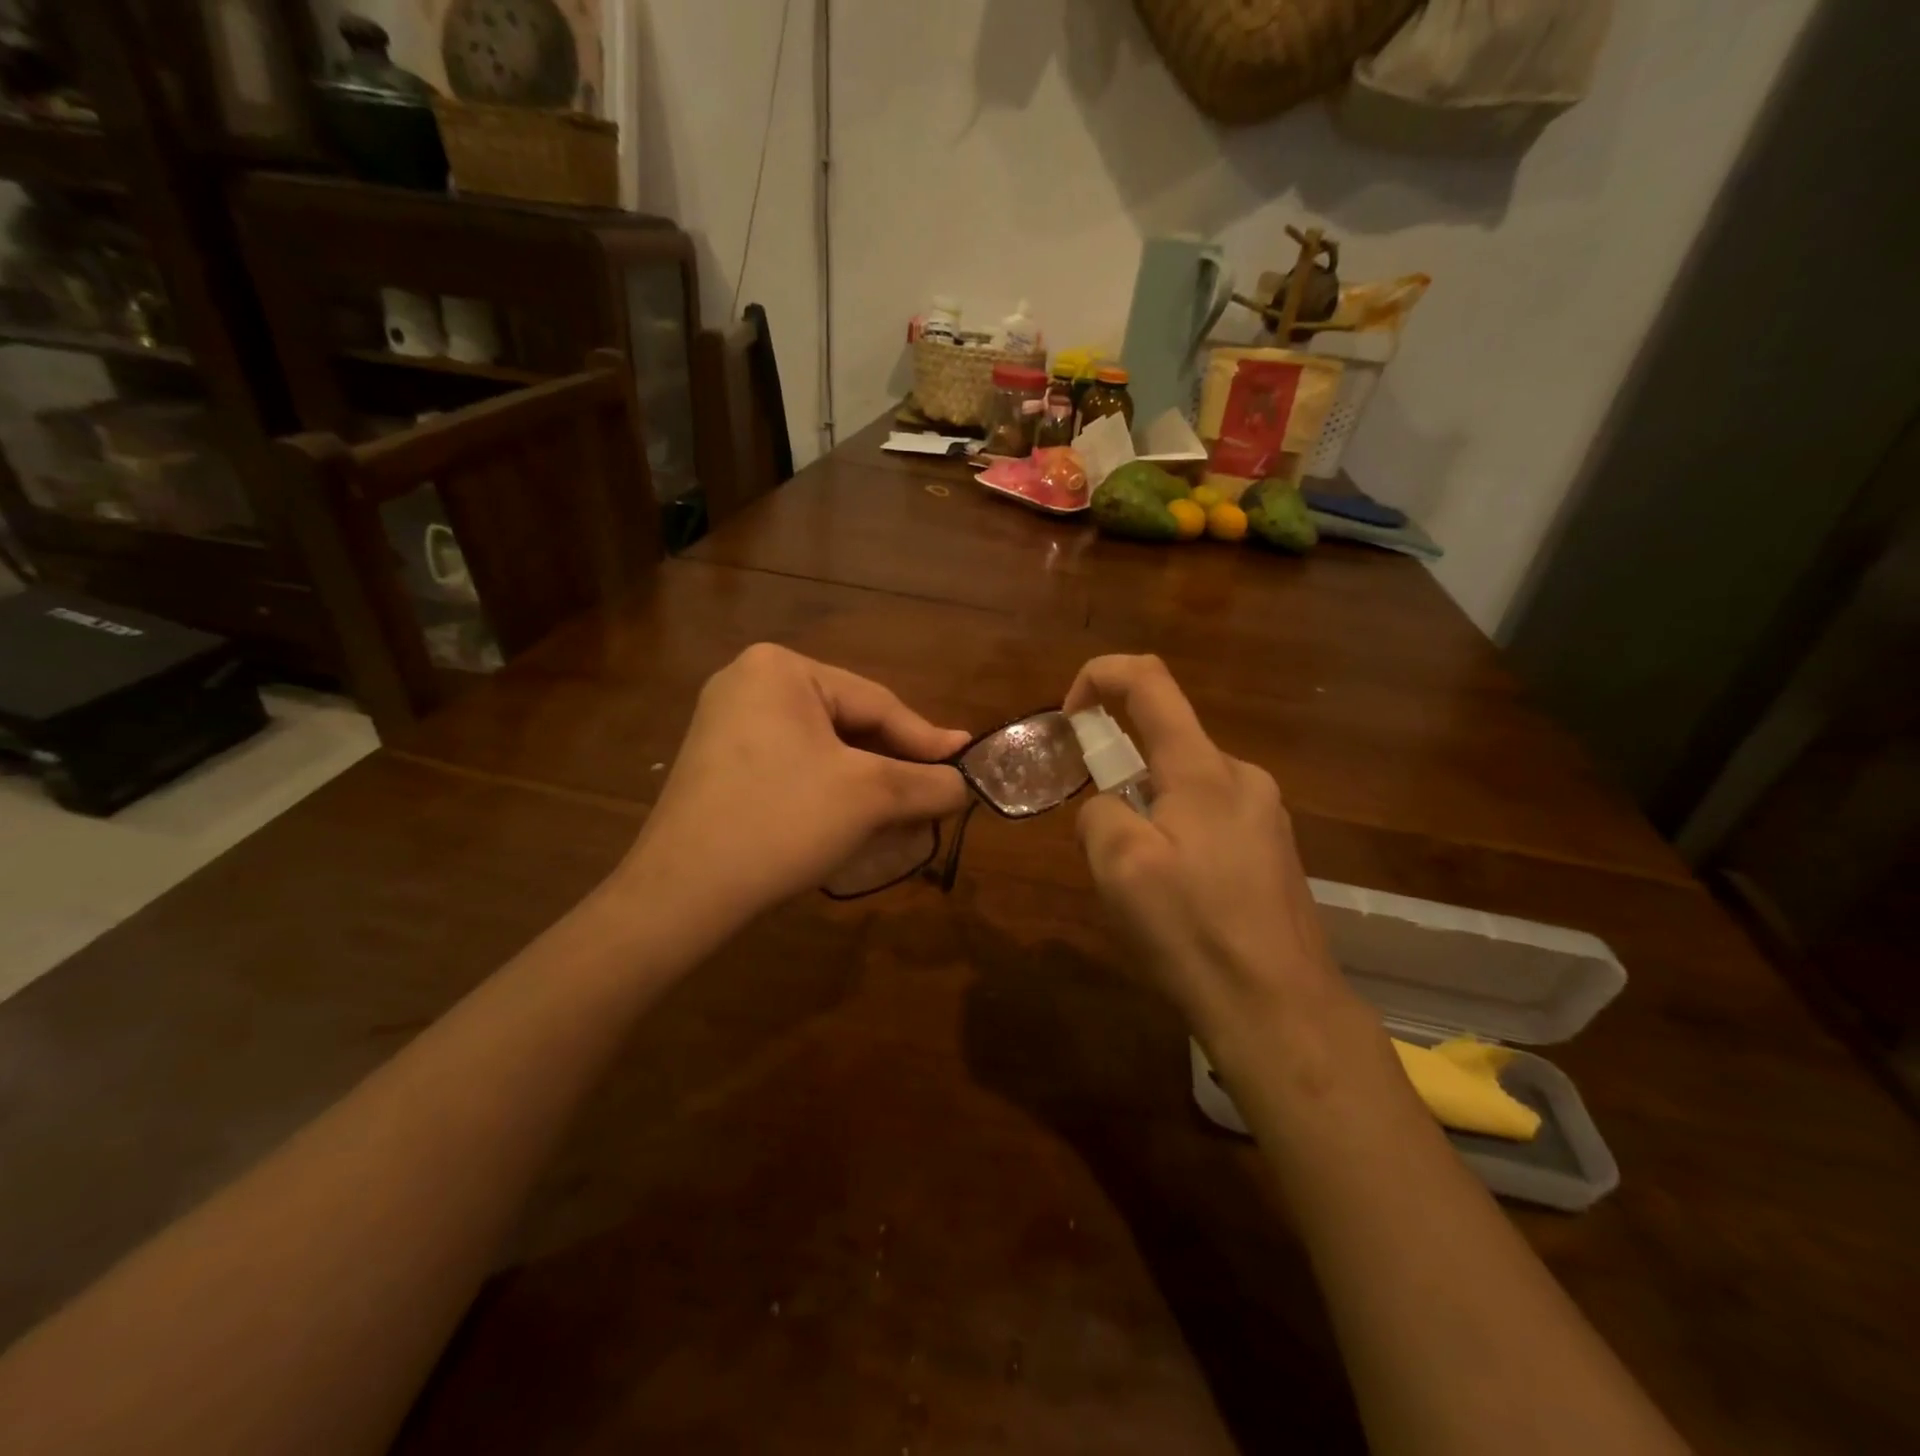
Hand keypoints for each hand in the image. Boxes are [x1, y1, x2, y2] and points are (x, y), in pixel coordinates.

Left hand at [614, 644, 969, 936]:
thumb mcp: (869, 797)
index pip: (877, 702)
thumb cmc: (783, 822)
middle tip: (935, 794)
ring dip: (865, 782)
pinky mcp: (718, 764)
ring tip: (902, 812)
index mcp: (781, 669)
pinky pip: (792, 766)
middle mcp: (748, 682)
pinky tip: (851, 819)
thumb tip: (963, 784)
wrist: (682, 894)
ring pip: (822, 748)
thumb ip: (928, 783)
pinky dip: (828, 790)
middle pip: (848, 723)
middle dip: (893, 765)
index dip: (927, 740)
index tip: (965, 765)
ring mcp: (726, 724)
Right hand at [1064, 654, 1352, 1055]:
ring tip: (1140, 883)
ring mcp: (1265, 814)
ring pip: (1184, 785)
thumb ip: (1099, 814)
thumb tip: (1109, 808)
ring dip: (1146, 812)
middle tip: (1102, 842)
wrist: (1281, 1010)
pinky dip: (1174, 835)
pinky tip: (1177, 897)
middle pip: (1165, 741)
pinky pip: (1207, 818)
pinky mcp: (1272, 849)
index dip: (1100, 676)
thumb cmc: (1195, 932)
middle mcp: (1241, 777)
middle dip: (1119, 773)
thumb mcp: (1120, 868)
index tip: (1069, 718)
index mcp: (1203, 769)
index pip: (1149, 681)